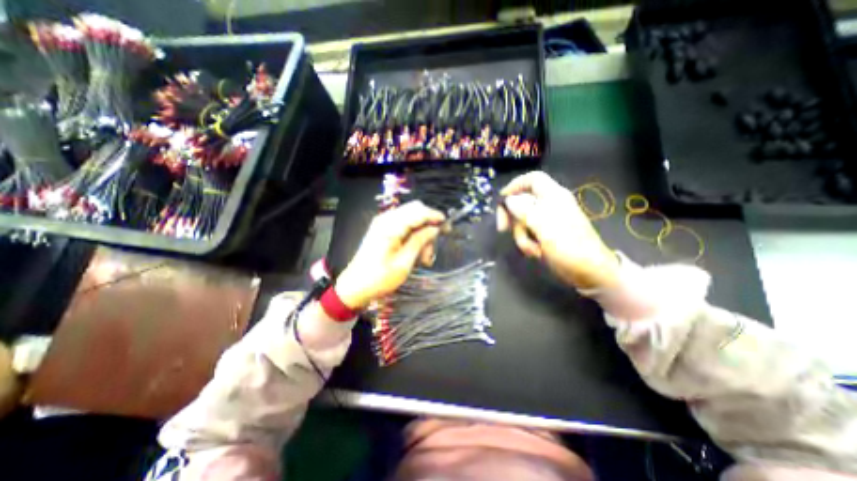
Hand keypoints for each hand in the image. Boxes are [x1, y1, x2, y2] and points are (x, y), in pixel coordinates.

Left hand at [335, 201, 445, 308]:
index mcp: (390, 225)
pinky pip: (404, 226)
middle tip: (432, 248)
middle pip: (415, 210)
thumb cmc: (379, 278)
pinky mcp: (383, 230)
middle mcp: (386, 219)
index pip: (418, 211)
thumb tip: (435, 229)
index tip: (447, 227)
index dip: (435, 216)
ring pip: (412, 219)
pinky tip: (416, 253)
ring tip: (424, 258)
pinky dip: (413, 236)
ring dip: (422, 235)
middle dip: (428, 226)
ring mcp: (383, 223)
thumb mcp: (404, 262)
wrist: (355, 287)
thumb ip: (420, 241)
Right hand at [497, 170, 624, 287]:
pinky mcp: (546, 235)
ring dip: (521, 236)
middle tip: (503, 229)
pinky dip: (528, 243)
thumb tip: (508, 199)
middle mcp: (549, 205)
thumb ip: (524, 210)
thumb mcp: (545, 227)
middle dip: (512, 217)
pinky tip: (536, 253)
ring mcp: (547, 221)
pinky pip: (528, 234)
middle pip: (522, 202)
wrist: (590, 272)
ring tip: (532, 249)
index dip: (515, 186)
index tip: (502, 201)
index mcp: (553, 196)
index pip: (532, 179)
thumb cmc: (569, 247)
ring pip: (522, 221)